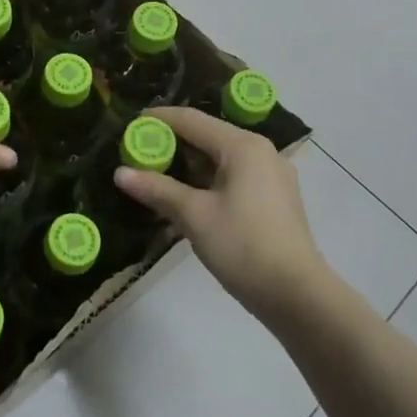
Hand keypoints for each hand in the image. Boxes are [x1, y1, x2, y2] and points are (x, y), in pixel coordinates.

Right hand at [113, 106, 330, 319]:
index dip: (158, 120)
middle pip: (207, 137)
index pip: (192, 120)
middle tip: (138, 154)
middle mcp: (261, 152)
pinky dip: (207, 182)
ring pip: (220, 160)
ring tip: (156, 176)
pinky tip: (187, 198)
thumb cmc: (243, 246)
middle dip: (172, 144)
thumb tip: (120, 173)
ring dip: (188, 166)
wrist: (297, 296)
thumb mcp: (194, 215)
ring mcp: (272, 176)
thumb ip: (157, 189)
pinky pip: (233, 177)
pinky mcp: (274, 199)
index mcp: (243, 146)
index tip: (129, 125)